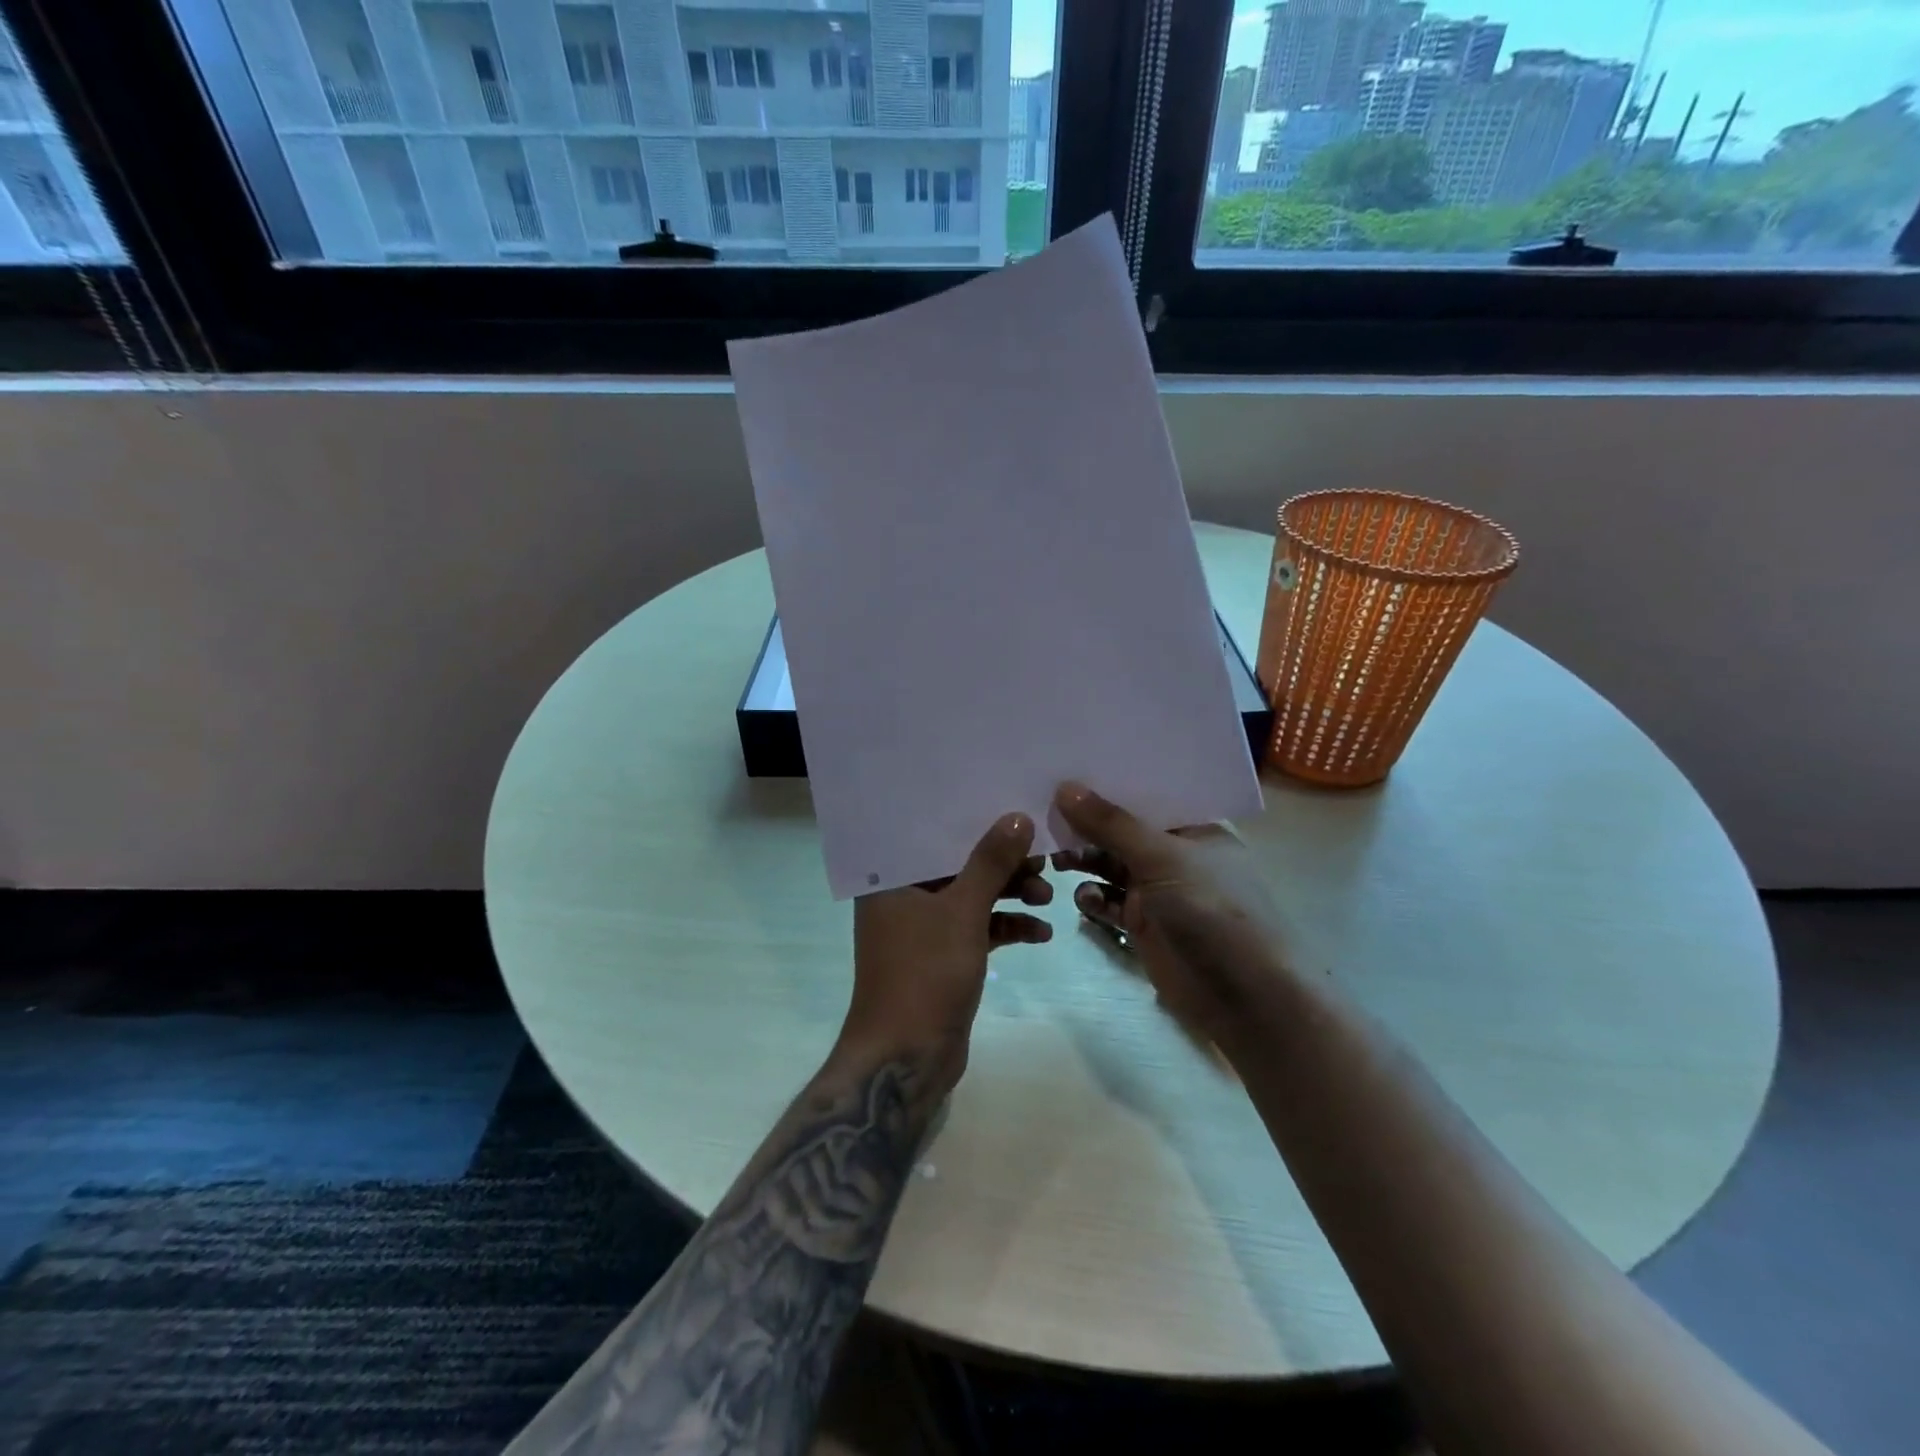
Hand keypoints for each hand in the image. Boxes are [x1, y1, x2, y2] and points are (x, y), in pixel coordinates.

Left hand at [842, 813, 1052, 1093]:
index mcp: (893, 879)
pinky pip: (979, 929)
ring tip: (1047, 898)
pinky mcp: (944, 957)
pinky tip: (1041, 933)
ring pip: (973, 898)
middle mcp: (904, 897)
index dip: (976, 823)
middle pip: (960, 866)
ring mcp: (924, 929)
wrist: (906, 1057)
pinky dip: (1007, 928)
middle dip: (1003, 865)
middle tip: (1044, 860)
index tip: (1016, 811)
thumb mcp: (963, 911)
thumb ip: (991, 862)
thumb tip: (1018, 817)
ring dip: (1011, 896)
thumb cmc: (925, 972)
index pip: (936, 836)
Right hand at [1052, 782, 1293, 1056]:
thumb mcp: (1160, 858)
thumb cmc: (1211, 910)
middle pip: (1122, 832)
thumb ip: (1110, 824)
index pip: (1144, 796)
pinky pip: (1110, 902)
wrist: (1244, 998)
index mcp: (1194, 828)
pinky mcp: (1145, 926)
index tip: (1064, 775)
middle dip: (1087, 828)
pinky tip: (1083, 900)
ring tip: (1056, 862)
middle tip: (1046, 822)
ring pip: (1112, 867)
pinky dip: (1094, 898)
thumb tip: (1064, 787)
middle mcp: (1177, 855)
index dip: (1107, 786)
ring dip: (1085, 862)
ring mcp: (1161, 892)